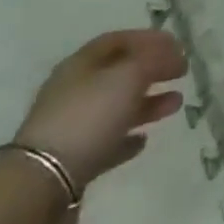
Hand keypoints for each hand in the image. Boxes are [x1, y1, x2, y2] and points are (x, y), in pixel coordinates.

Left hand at [15, 30, 186, 187]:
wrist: (41, 184)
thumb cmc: (89, 116)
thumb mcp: (129, 76)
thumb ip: (155, 60)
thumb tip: (173, 55)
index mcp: (81, 64)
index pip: (119, 40)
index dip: (150, 39)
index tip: (178, 46)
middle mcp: (74, 90)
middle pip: (119, 73)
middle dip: (152, 71)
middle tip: (182, 73)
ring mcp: (71, 127)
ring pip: (116, 107)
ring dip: (147, 103)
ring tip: (176, 105)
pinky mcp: (72, 161)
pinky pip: (105, 141)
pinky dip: (126, 137)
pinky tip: (143, 140)